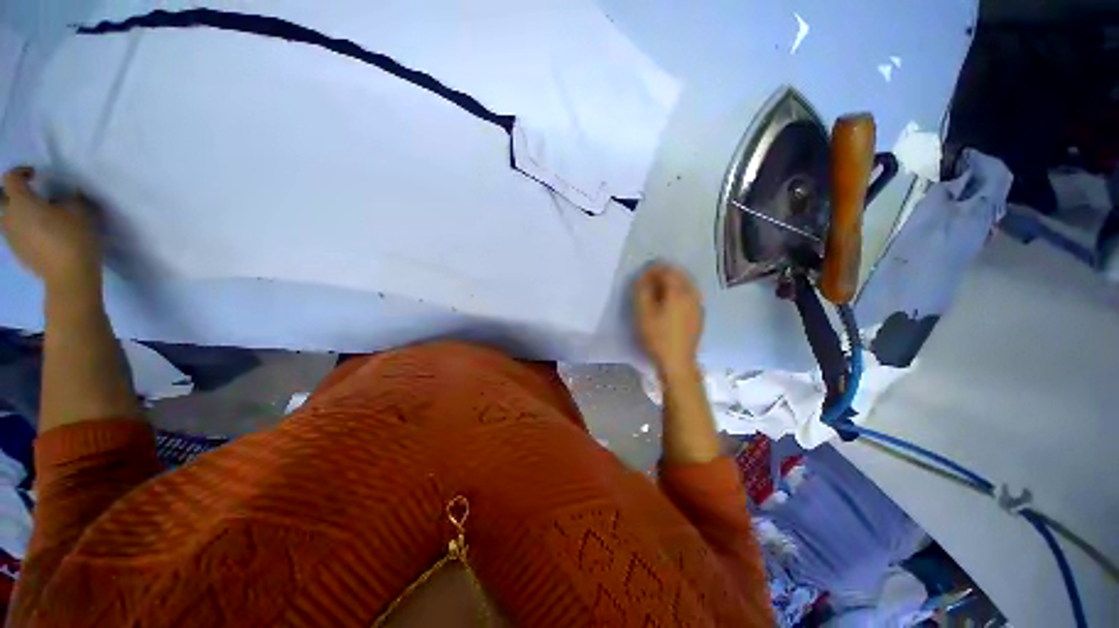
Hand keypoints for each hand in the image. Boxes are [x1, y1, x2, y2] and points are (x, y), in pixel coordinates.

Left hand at [1, 167, 101, 293]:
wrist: (70, 277)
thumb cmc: (73, 238)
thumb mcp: (79, 211)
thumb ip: (66, 199)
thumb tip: (58, 200)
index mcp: (21, 202)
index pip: (11, 178)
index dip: (21, 172)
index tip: (35, 175)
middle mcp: (8, 216)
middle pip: (1, 200)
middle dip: (12, 195)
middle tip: (30, 196)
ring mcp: (11, 237)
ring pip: (6, 219)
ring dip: (17, 213)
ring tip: (36, 217)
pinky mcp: (17, 252)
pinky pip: (14, 234)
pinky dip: (23, 230)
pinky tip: (38, 236)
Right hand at [633, 263, 703, 375]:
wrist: (677, 361)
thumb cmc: (657, 336)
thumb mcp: (643, 313)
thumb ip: (641, 291)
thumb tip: (643, 277)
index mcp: (678, 292)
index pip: (667, 270)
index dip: (653, 269)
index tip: (642, 276)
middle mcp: (692, 295)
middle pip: (679, 275)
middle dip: (664, 274)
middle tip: (649, 282)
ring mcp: (698, 305)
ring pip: (686, 285)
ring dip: (672, 283)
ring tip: (658, 292)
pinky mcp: (699, 316)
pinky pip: (689, 296)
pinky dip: (679, 293)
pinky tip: (670, 304)